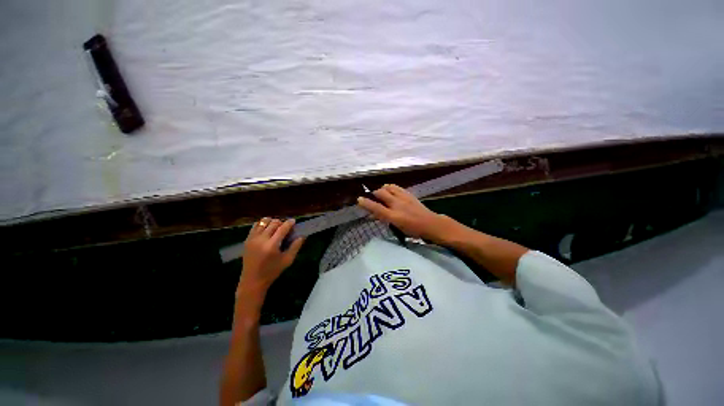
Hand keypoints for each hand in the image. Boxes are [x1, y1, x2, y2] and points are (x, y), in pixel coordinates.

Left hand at [238, 218, 304, 297]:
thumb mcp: (287, 260)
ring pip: (264, 222)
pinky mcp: (247, 240)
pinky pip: (255, 226)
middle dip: (282, 222)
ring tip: (276, 227)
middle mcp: (261, 239)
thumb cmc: (272, 271)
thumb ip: (295, 247)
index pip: (282, 228)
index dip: (289, 223)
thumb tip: (302, 236)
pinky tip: (267, 229)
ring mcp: (252, 239)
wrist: (252, 280)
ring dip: (272, 222)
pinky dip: (263, 224)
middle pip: (273, 223)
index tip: (294, 221)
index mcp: (272, 245)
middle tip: (286, 227)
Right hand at [357, 184, 459, 243]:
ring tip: (382, 192)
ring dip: (383, 189)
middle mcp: (397, 205)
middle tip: (373, 196)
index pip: (376, 208)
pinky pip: (397, 187)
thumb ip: (384, 219)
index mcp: (393, 216)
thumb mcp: (397, 227)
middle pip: (381, 193)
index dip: (366, 203)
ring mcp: (403, 198)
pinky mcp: (409, 194)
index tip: (359, 199)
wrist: (431, 224)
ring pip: (389, 187)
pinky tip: (391, 191)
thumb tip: (373, 215)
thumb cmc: (413, 230)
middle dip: (374, 193)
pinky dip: (391, 188)